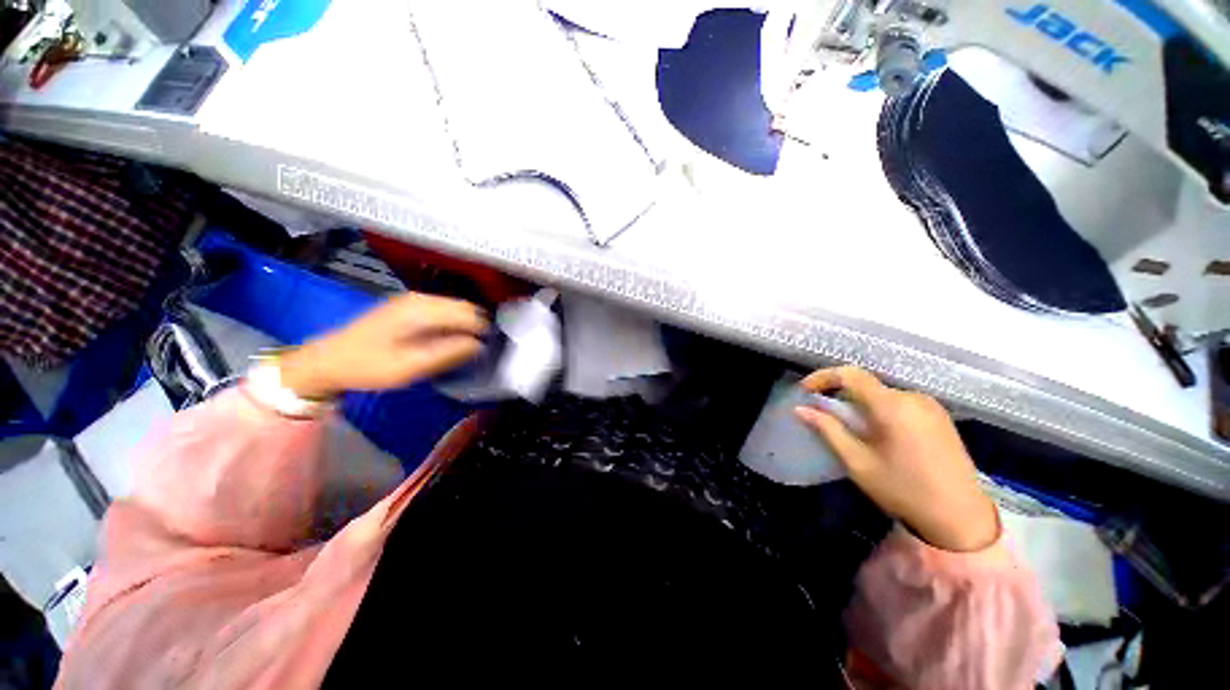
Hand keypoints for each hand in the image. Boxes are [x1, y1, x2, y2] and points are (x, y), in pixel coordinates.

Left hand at [277, 292, 487, 399]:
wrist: (328, 360)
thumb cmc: (368, 366)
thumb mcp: (410, 366)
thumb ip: (448, 353)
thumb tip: (479, 345)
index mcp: (422, 310)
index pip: (469, 314)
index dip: (483, 332)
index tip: (487, 352)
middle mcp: (421, 299)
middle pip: (465, 308)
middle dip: (477, 327)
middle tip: (479, 351)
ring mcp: (413, 300)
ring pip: (455, 308)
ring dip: (466, 325)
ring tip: (466, 348)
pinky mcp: (408, 306)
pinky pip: (443, 311)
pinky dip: (453, 324)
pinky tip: (448, 340)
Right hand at [794, 366, 998, 551]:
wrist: (961, 518)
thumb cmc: (904, 490)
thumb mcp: (857, 462)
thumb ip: (828, 430)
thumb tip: (800, 409)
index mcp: (892, 406)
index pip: (850, 374)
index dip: (823, 377)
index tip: (804, 391)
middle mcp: (913, 397)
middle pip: (866, 383)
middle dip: (840, 393)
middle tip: (823, 413)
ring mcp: (930, 406)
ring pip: (882, 393)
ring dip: (859, 402)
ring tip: (849, 426)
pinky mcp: (939, 416)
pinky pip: (899, 402)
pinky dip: (879, 408)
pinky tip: (876, 432)